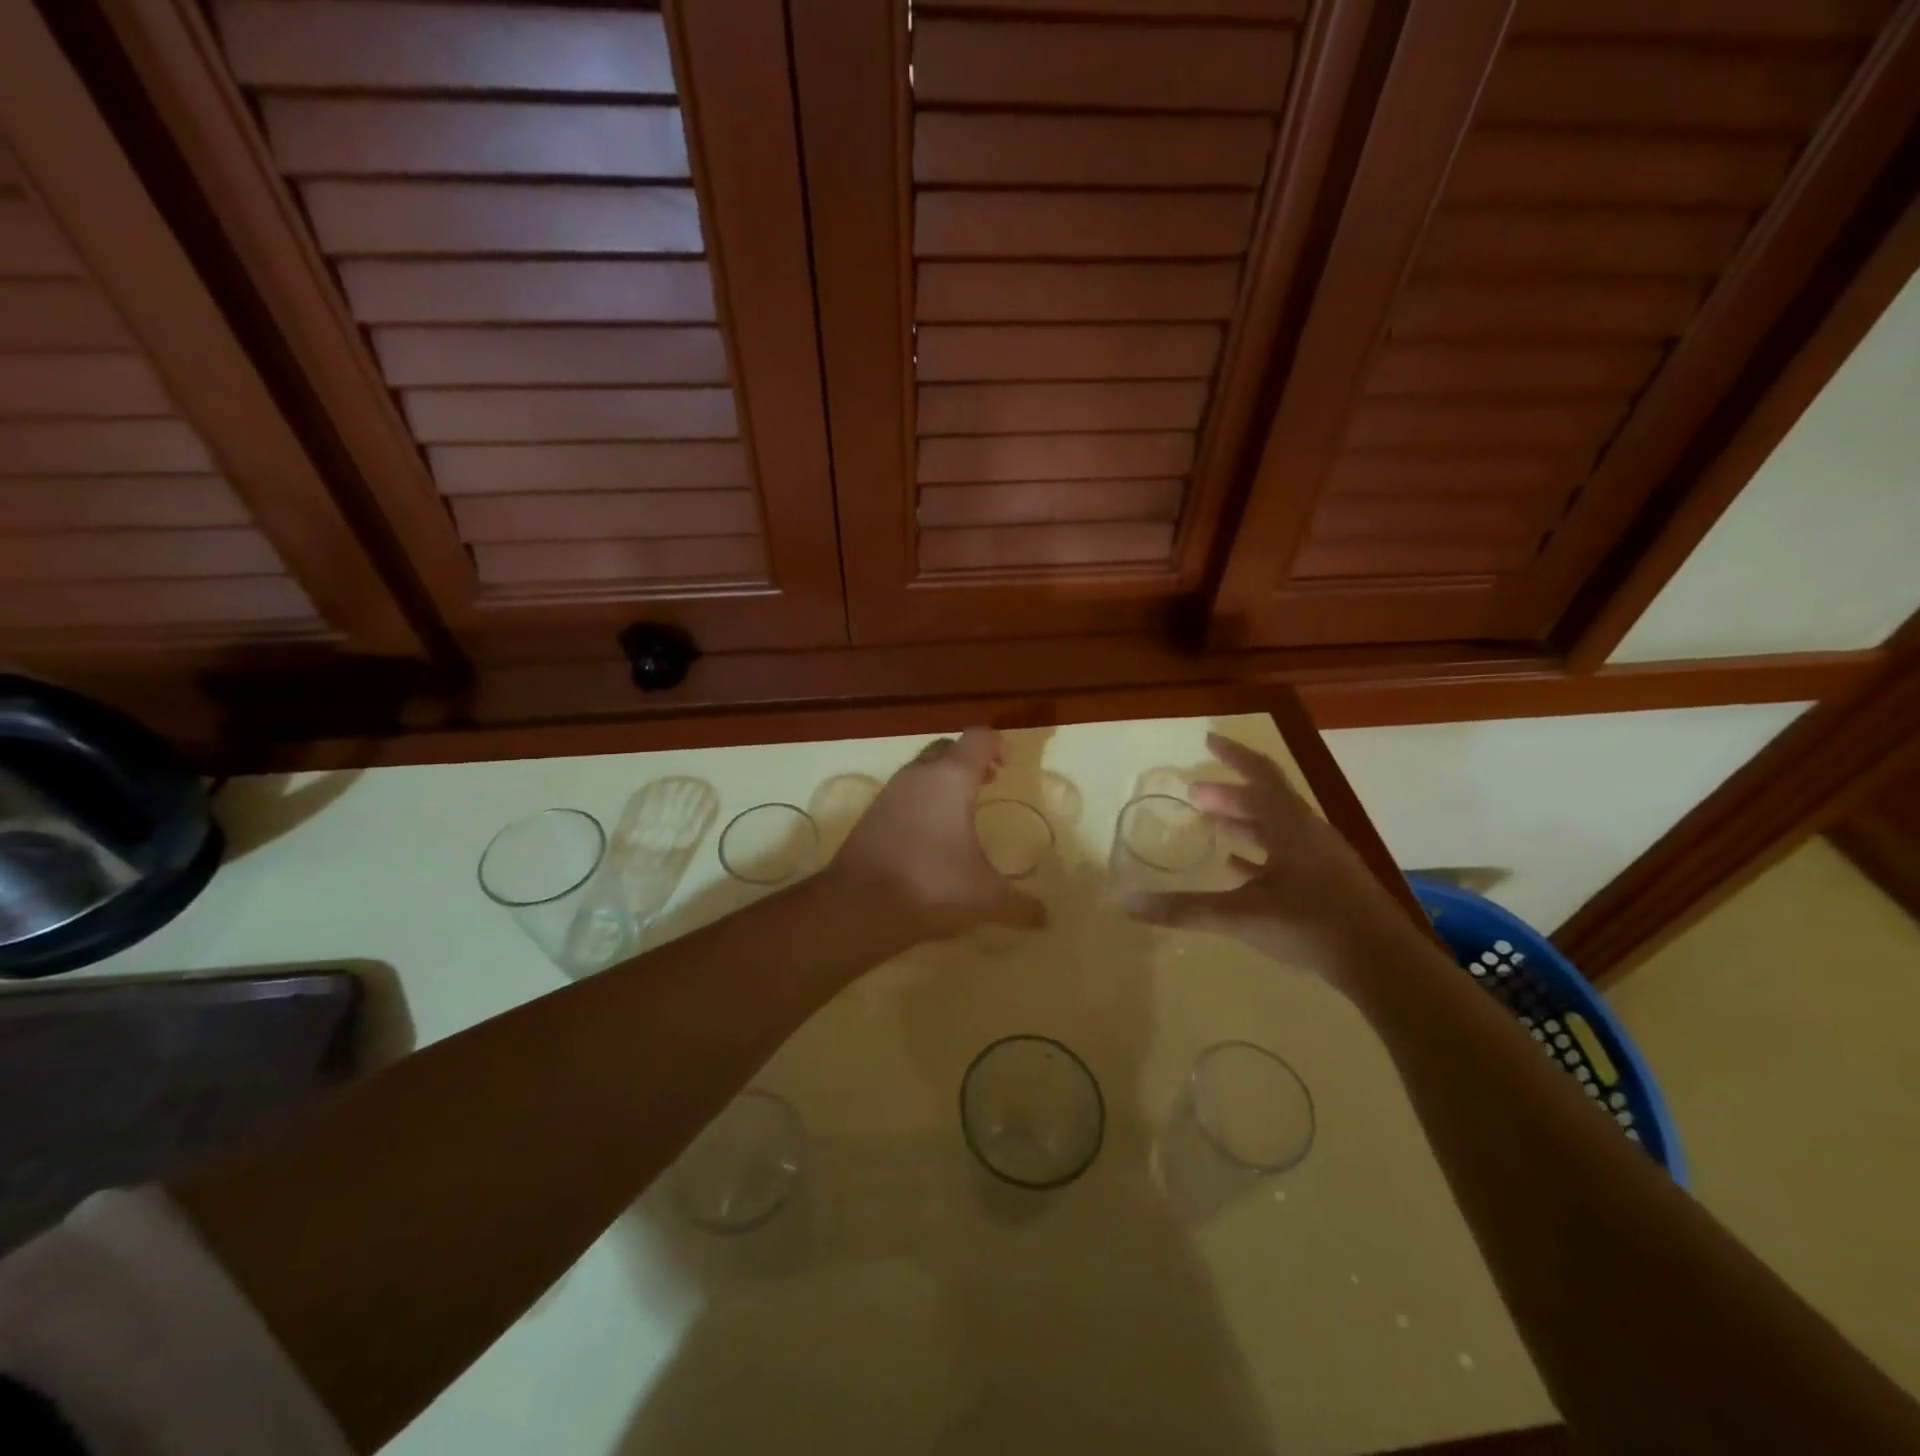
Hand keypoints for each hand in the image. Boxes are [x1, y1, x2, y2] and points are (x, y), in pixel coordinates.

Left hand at [828, 728, 1047, 943]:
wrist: (859, 905)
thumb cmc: (932, 885)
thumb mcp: (985, 897)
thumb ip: (1020, 905)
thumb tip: (1045, 919)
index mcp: (951, 778)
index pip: (978, 738)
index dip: (997, 745)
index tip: (1007, 767)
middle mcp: (918, 775)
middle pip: (947, 748)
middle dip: (970, 760)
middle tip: (989, 783)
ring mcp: (890, 792)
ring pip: (922, 770)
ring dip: (944, 780)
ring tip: (961, 812)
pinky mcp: (871, 814)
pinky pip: (903, 793)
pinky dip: (921, 801)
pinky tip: (930, 835)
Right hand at [1127, 733, 1411, 984]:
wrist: (1384, 964)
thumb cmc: (1311, 925)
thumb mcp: (1241, 916)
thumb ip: (1185, 910)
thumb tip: (1129, 903)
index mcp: (1291, 825)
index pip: (1260, 774)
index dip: (1233, 755)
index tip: (1208, 740)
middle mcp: (1308, 833)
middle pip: (1266, 800)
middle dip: (1229, 794)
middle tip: (1196, 795)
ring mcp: (1322, 859)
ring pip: (1277, 828)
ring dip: (1245, 822)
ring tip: (1214, 825)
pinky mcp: (1329, 884)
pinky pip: (1288, 856)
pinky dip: (1260, 854)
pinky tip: (1240, 867)